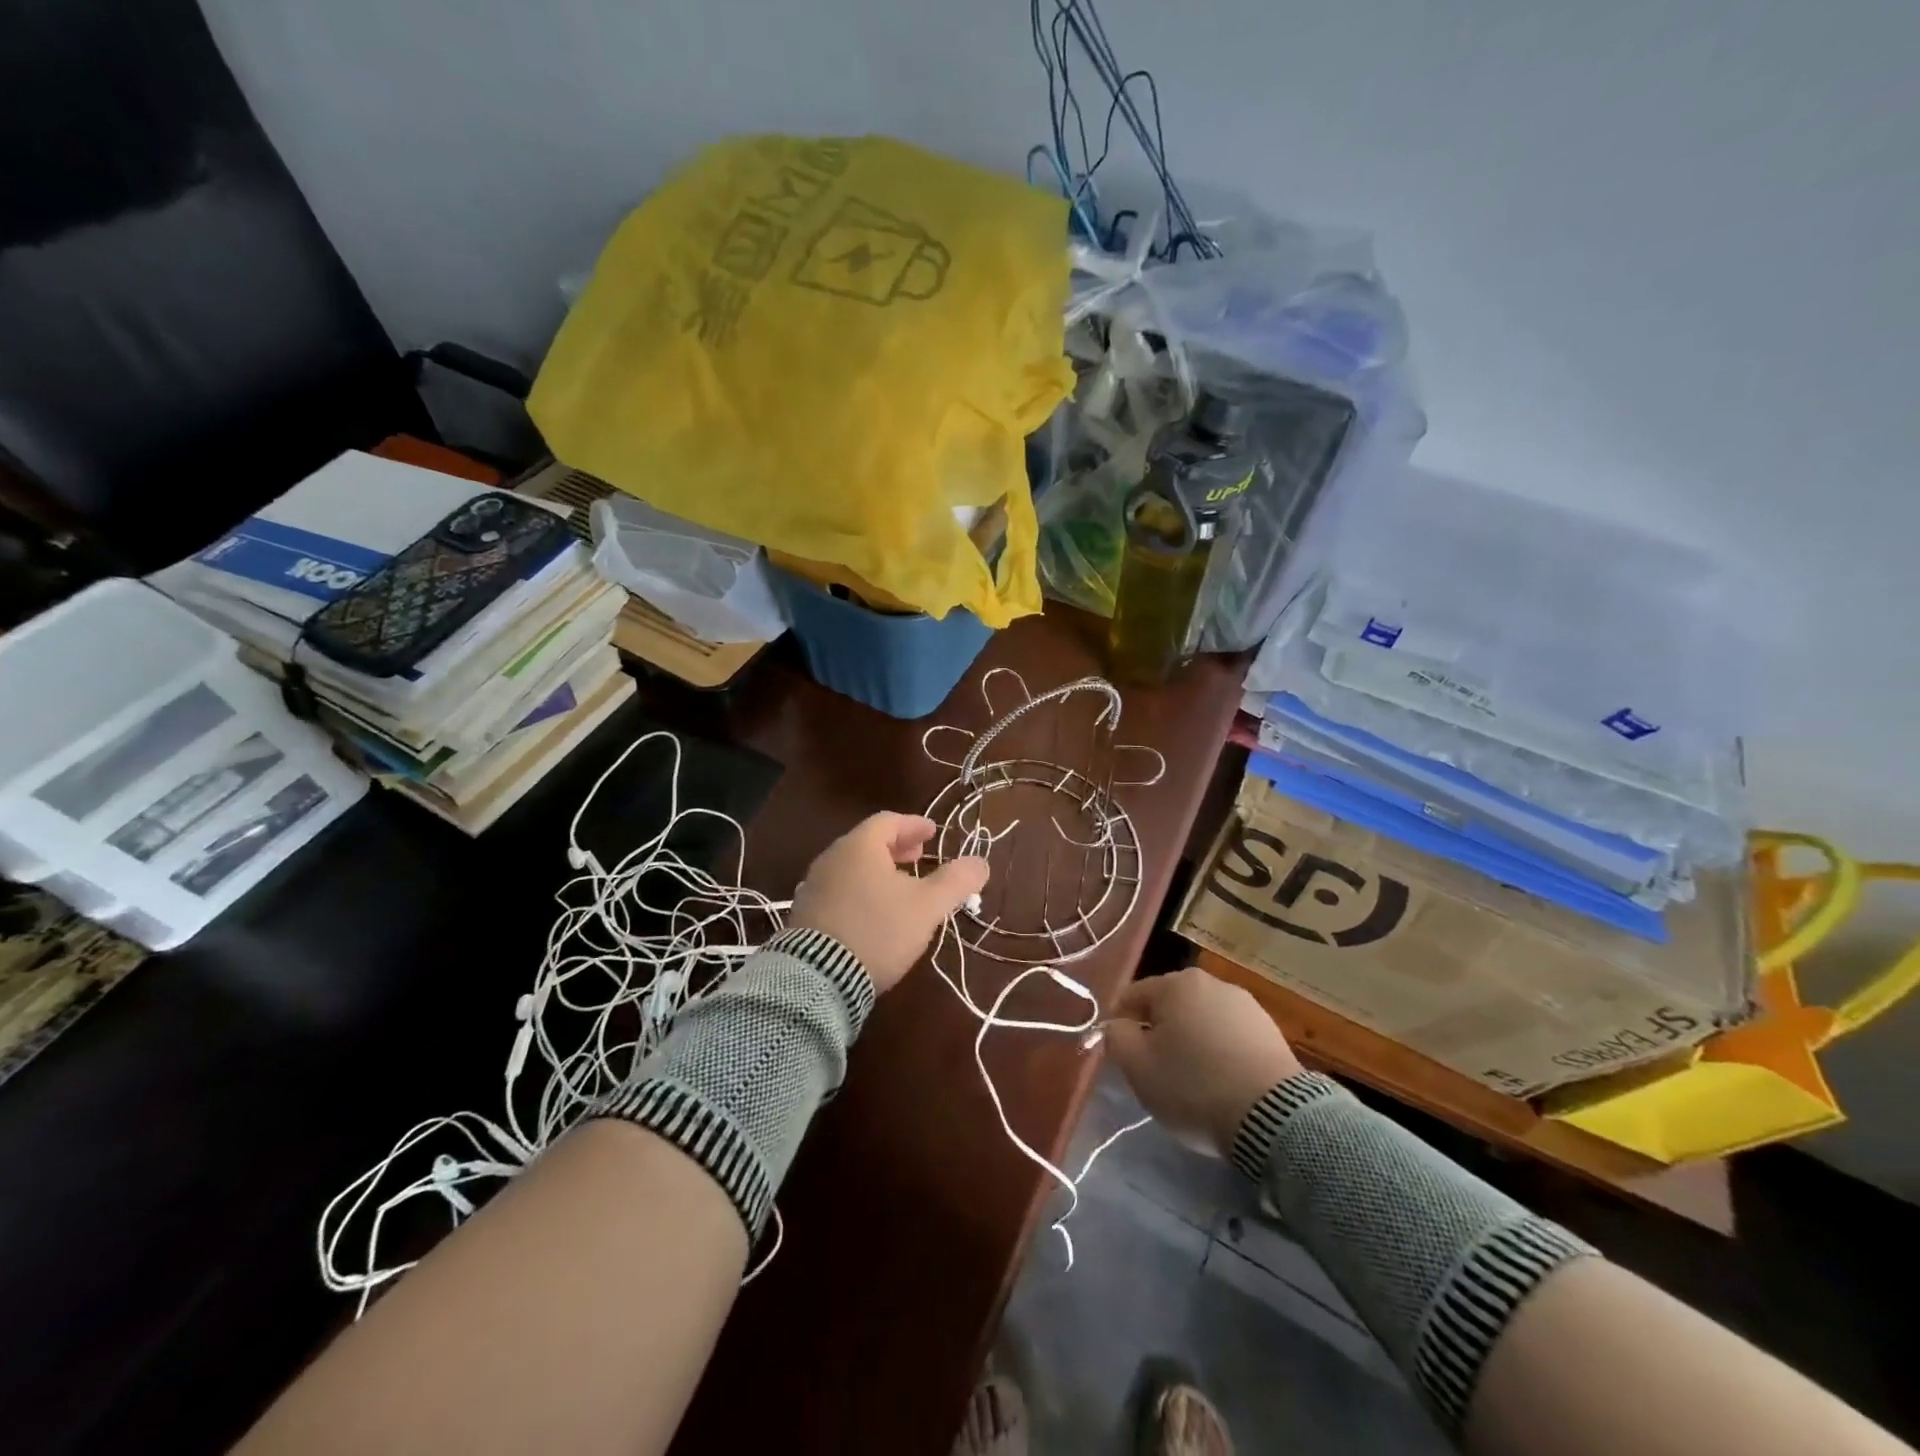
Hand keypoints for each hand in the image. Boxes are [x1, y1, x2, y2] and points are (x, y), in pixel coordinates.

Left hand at [789, 813, 989, 992]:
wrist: (818, 978)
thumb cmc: (878, 930)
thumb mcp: (927, 907)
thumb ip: (956, 881)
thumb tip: (980, 862)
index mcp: (860, 847)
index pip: (888, 821)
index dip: (914, 825)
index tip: (933, 833)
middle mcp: (832, 858)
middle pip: (868, 842)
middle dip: (897, 848)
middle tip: (920, 857)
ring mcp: (814, 887)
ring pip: (852, 867)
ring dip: (879, 870)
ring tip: (900, 888)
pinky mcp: (805, 915)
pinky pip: (839, 890)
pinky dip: (861, 890)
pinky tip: (873, 913)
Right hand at [1104, 968, 1302, 1155]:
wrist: (1273, 1117)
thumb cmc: (1194, 1086)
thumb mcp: (1138, 1067)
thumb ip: (1116, 1038)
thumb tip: (1118, 1026)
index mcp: (1176, 984)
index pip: (1133, 996)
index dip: (1120, 1024)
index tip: (1122, 1055)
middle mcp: (1211, 983)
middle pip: (1169, 1005)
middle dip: (1159, 1031)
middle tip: (1155, 1069)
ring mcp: (1245, 1004)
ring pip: (1201, 1019)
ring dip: (1191, 1040)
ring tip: (1193, 1079)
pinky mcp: (1271, 1030)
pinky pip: (1230, 1035)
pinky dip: (1220, 1052)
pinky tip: (1222, 1081)